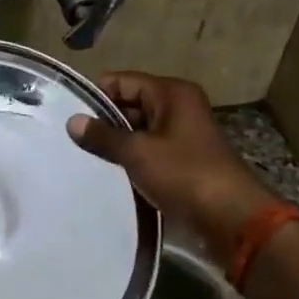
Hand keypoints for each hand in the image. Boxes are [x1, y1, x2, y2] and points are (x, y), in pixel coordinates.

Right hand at [66, 72, 283, 251]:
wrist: (231, 218)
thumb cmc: (185, 174)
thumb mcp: (138, 152)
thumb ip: (103, 136)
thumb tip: (72, 121)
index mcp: (171, 93)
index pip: (122, 81)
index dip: (96, 96)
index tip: (68, 116)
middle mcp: (178, 107)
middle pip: (130, 104)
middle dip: (104, 121)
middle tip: (70, 141)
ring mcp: (182, 135)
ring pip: (138, 130)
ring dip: (117, 144)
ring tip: (84, 158)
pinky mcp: (183, 161)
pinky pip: (149, 151)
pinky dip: (131, 160)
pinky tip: (109, 174)